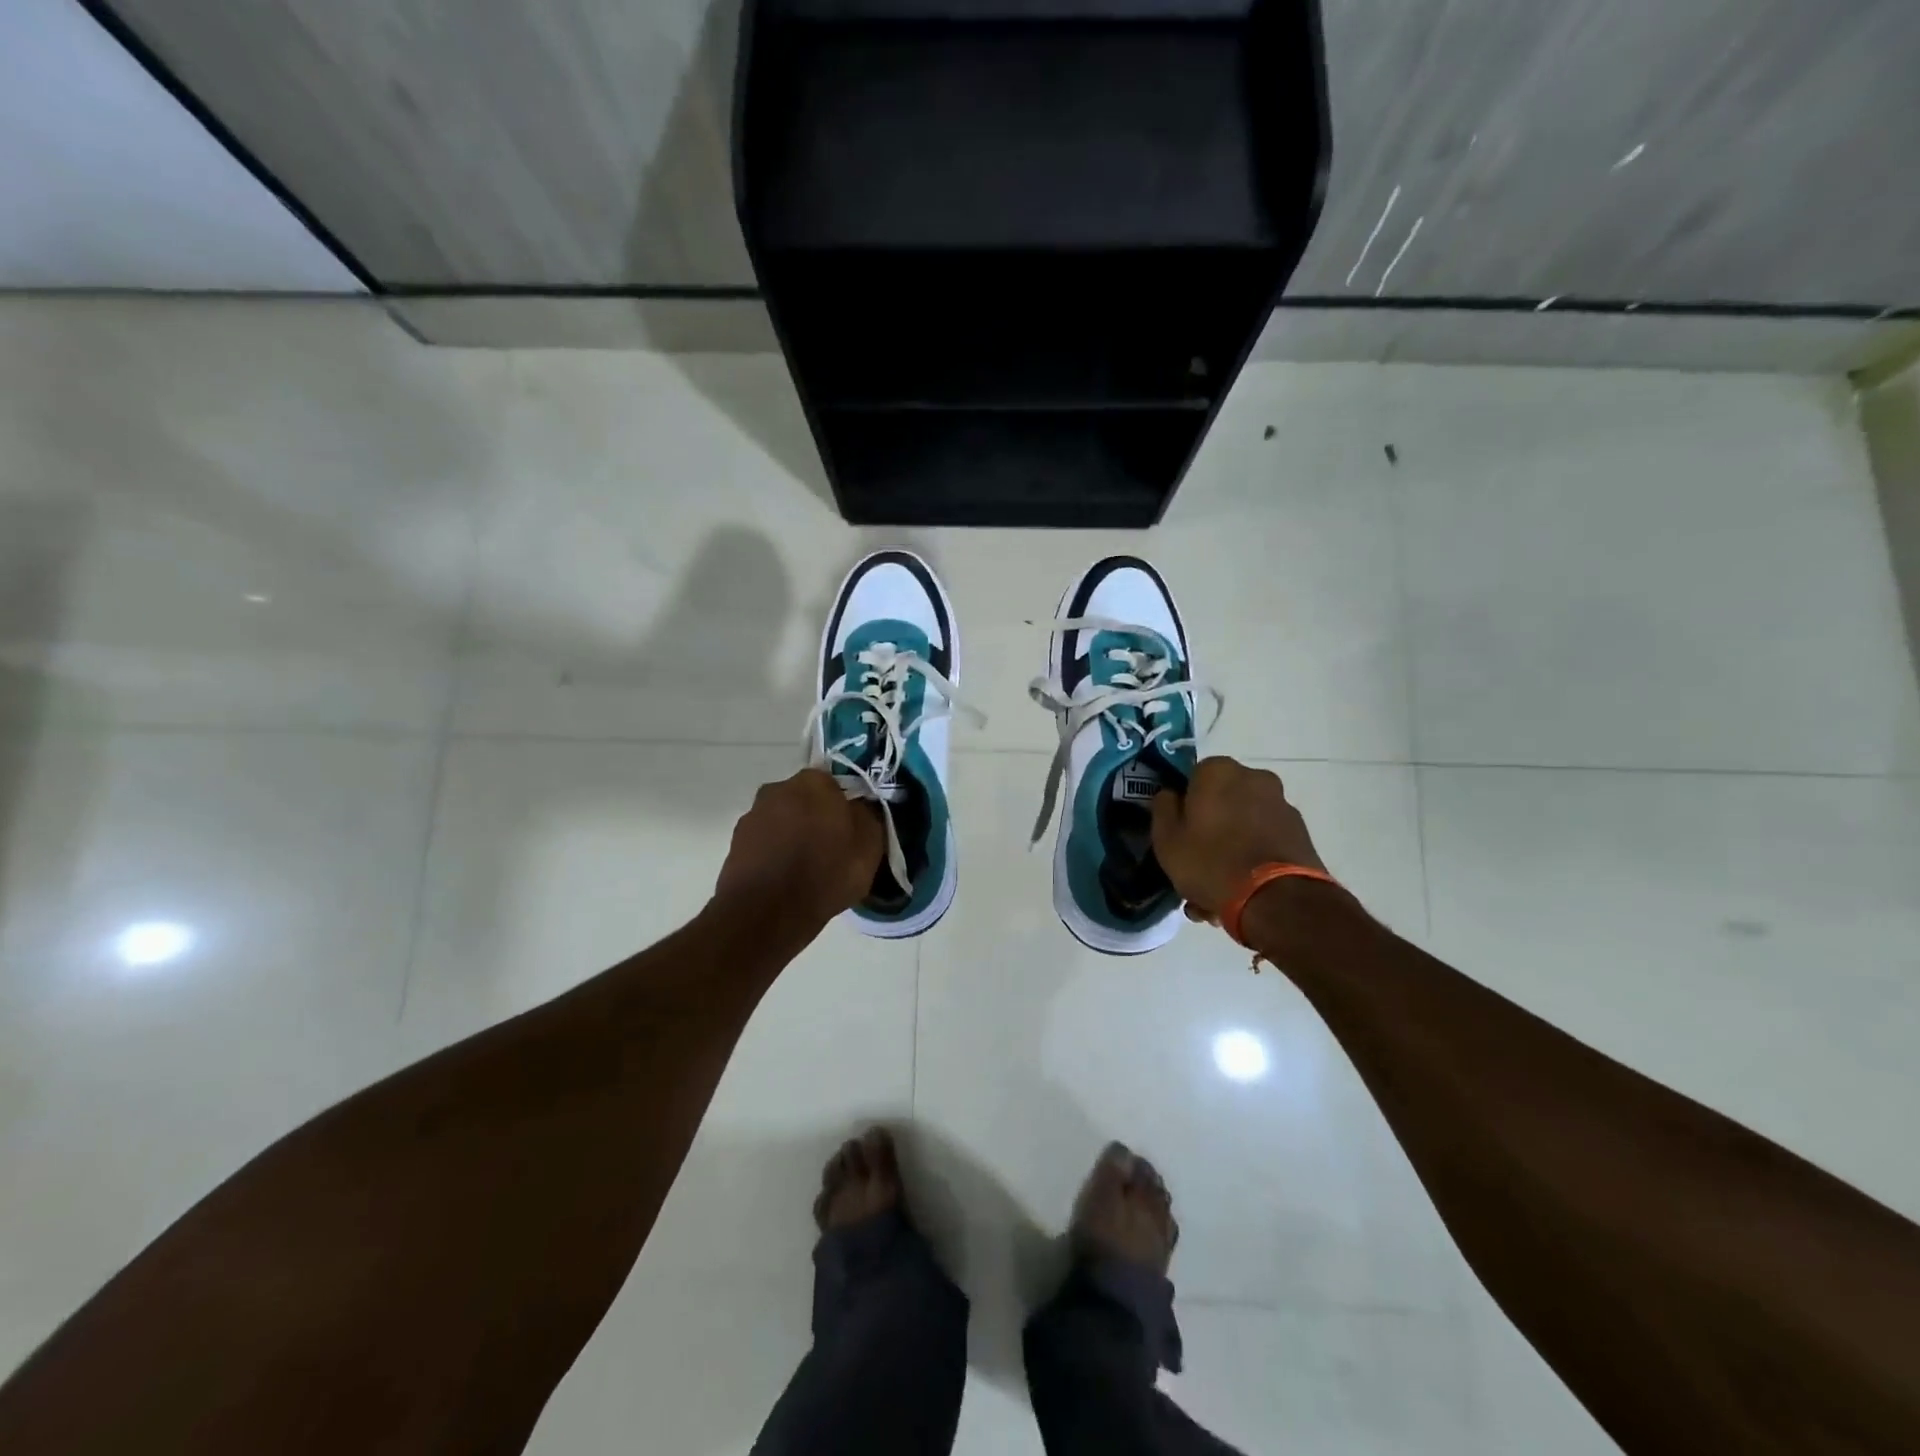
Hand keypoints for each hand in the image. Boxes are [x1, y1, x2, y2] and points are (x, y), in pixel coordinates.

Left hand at [715, 769, 883, 929]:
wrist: (766, 914)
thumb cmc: (825, 874)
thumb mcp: (870, 846)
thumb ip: (868, 816)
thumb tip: (861, 806)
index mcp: (813, 782)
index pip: (835, 783)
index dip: (845, 806)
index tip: (851, 830)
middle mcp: (778, 789)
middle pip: (806, 800)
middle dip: (816, 818)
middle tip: (831, 849)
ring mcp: (752, 816)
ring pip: (783, 821)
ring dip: (793, 836)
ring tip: (806, 869)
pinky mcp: (735, 843)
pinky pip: (765, 843)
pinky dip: (775, 854)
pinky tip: (785, 879)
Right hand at [1150, 757, 1328, 922]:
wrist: (1276, 900)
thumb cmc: (1211, 861)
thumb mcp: (1167, 839)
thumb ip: (1163, 809)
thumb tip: (1170, 795)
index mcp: (1219, 771)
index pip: (1192, 778)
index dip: (1183, 806)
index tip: (1179, 833)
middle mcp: (1255, 778)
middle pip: (1222, 802)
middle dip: (1209, 831)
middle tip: (1195, 865)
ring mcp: (1282, 805)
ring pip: (1243, 825)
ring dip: (1230, 849)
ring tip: (1216, 891)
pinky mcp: (1301, 834)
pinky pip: (1264, 841)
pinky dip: (1253, 859)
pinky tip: (1240, 892)